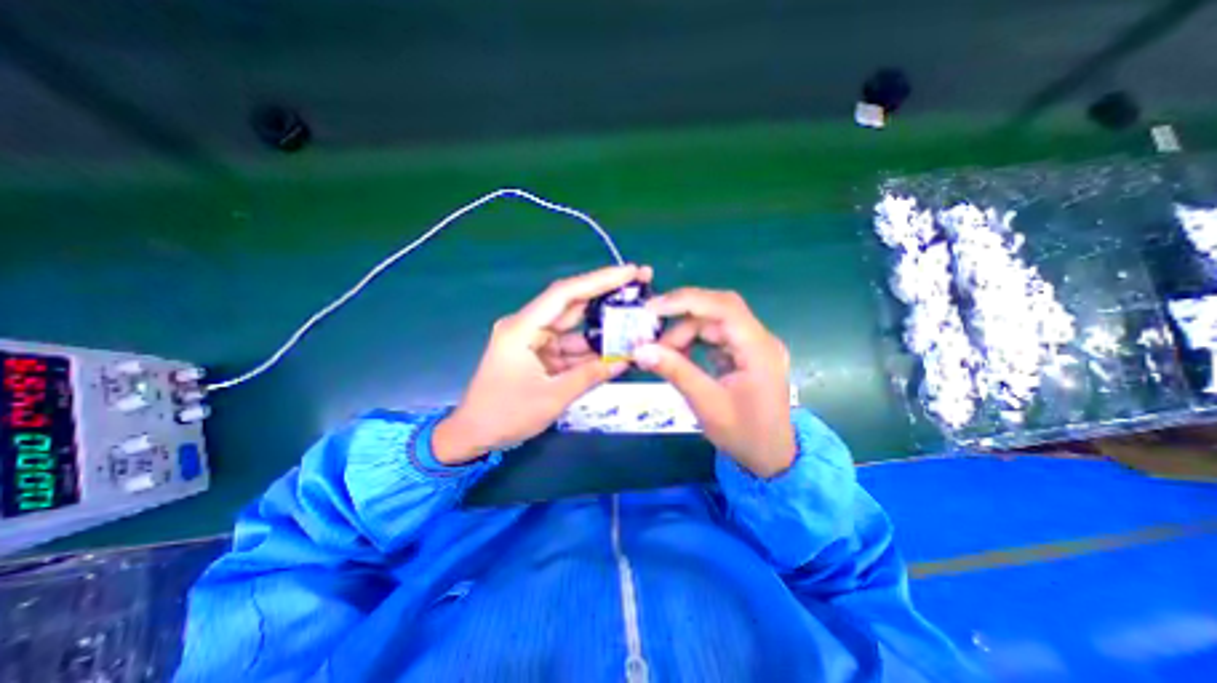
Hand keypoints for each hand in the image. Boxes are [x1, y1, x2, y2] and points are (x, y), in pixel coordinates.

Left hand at [432, 263, 649, 461]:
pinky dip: (591, 348)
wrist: (474, 435)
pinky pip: (570, 345)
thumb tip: (625, 360)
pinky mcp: (539, 353)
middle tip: (640, 283)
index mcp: (522, 328)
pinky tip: (616, 348)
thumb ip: (590, 376)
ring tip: (635, 318)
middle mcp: (528, 326)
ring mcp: (534, 339)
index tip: (630, 271)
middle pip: (572, 303)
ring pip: (574, 326)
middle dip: (606, 293)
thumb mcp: (552, 397)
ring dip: (602, 325)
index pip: (565, 294)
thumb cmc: (506, 415)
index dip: (599, 280)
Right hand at [631, 285, 794, 473]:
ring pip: (714, 322)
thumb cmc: (744, 435)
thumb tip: (640, 350)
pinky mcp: (746, 352)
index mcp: (759, 349)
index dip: (687, 301)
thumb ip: (675, 372)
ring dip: (685, 332)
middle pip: (717, 310)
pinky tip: (679, 354)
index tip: (652, 308)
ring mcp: (754, 345)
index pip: (724, 307)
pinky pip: (716, 335)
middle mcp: (760, 339)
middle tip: (651, 333)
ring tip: (662, 352)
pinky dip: (694, 340)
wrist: (770, 457)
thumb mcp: (706, 404)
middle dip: (681, 317)